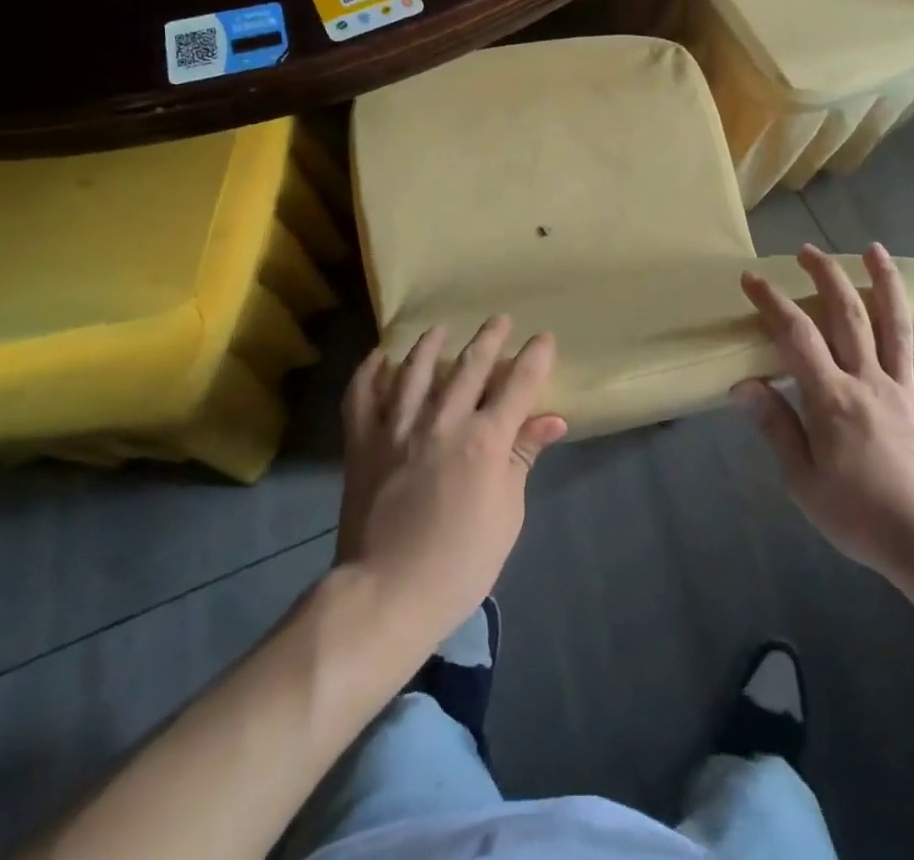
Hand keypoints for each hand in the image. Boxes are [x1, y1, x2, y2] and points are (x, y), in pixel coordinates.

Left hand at [336, 318, 567, 647]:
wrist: (386, 594)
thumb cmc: (460, 563)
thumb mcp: (507, 514)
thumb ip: (522, 458)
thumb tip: (551, 420)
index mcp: (484, 441)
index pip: (518, 384)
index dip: (534, 357)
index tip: (544, 339)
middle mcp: (442, 421)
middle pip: (470, 366)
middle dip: (489, 338)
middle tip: (500, 319)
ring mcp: (397, 428)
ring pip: (416, 370)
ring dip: (431, 345)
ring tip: (439, 330)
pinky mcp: (362, 442)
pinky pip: (363, 396)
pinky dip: (370, 372)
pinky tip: (381, 358)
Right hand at [735, 244, 913, 589]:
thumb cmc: (859, 515)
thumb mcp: (802, 480)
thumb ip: (776, 427)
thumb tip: (743, 385)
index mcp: (831, 397)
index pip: (795, 336)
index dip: (772, 303)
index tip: (752, 279)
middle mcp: (868, 379)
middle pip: (846, 315)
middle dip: (825, 276)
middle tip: (807, 251)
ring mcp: (905, 387)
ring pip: (894, 322)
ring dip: (882, 281)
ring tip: (873, 249)